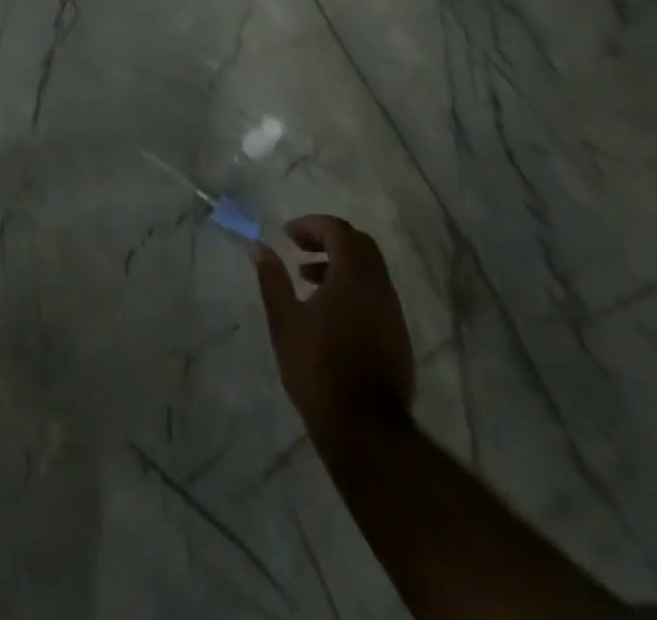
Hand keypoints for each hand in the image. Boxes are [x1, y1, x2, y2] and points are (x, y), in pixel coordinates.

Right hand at [254, 215, 414, 448]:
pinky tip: (329, 311)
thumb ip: (272, 278)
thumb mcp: (284, 320)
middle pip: (359, 244)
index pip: (338, 230)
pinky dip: (352, 287)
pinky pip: (375, 294)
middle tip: (299, 248)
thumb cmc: (318, 368)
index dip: (311, 225)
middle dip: (328, 239)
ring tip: (307, 280)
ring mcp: (393, 313)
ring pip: (370, 270)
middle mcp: (379, 288)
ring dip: (339, 264)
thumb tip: (259, 247)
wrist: (366, 430)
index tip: (287, 235)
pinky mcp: (398, 337)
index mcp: (353, 277)